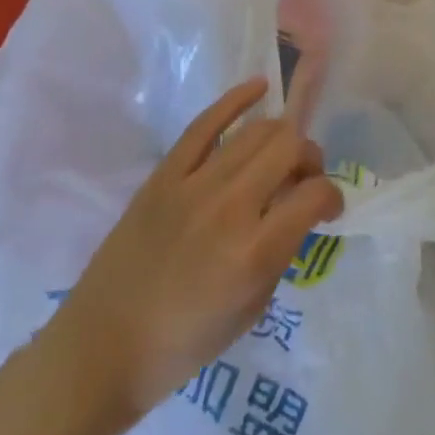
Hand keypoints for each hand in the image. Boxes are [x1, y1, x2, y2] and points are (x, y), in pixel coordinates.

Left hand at [39, 75, 341, 434]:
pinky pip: (204, 125)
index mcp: (256, 251)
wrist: (102, 347)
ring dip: (282, 137)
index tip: (326, 210)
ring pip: (256, 132)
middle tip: (303, 180)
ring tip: (281, 155)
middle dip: (310, 158)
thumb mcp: (254, 307)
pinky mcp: (163, 176)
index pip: (316, 193)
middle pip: (290, 148)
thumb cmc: (185, 342)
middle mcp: (230, 207)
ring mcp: (193, 186)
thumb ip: (281, 251)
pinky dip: (236, 100)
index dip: (332, 196)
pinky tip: (259, 88)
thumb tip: (294, 211)